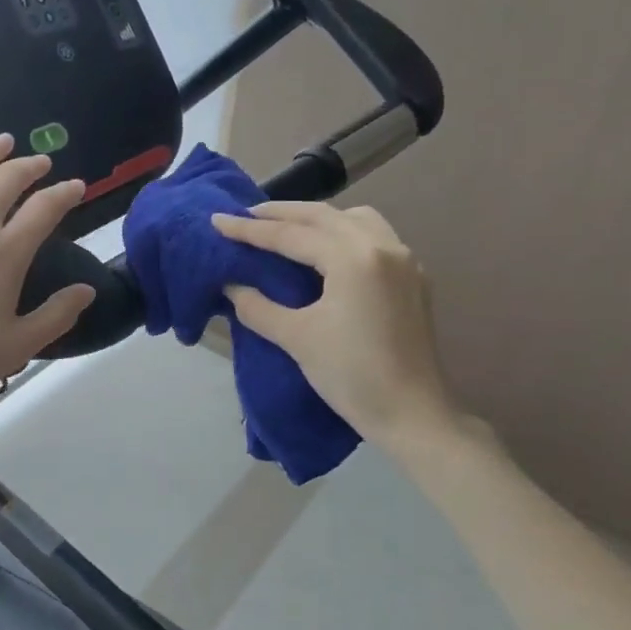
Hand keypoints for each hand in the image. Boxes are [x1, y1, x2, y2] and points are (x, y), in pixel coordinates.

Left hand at [0, 136, 94, 406]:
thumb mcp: (14, 347)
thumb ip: (56, 316)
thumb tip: (87, 290)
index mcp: (5, 252)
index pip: (45, 208)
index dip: (65, 193)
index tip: (75, 186)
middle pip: (8, 178)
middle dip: (30, 165)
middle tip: (41, 162)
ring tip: (4, 141)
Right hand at [212, 201, 467, 443]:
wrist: (413, 415)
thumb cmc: (352, 375)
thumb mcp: (297, 338)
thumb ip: (258, 307)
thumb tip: (231, 286)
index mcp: (353, 258)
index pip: (291, 235)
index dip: (249, 230)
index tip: (217, 220)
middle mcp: (382, 246)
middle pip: (324, 216)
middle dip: (282, 213)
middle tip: (246, 215)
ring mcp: (404, 260)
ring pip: (354, 219)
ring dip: (318, 218)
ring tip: (287, 228)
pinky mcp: (413, 279)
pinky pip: (374, 236)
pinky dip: (343, 232)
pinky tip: (327, 251)